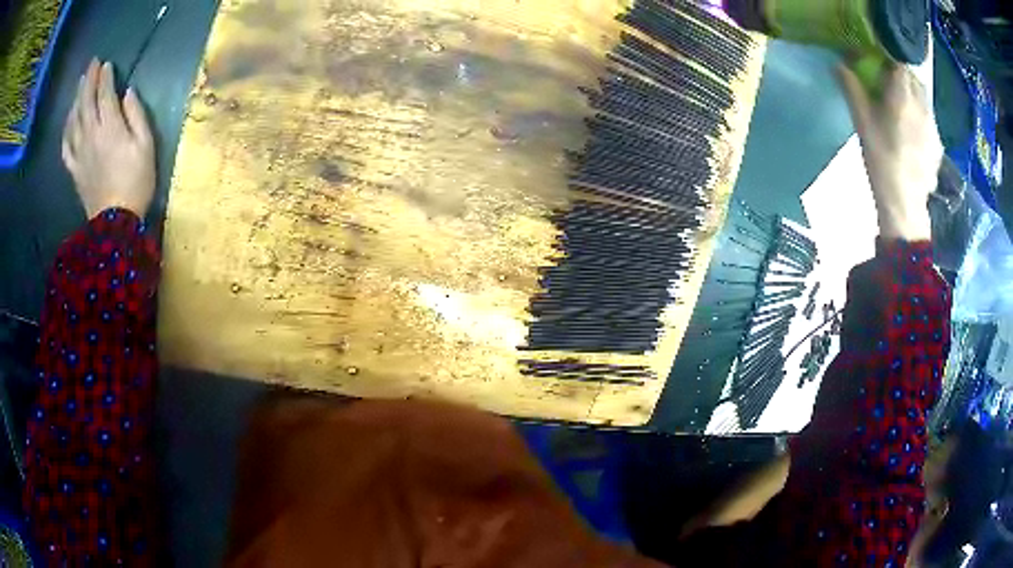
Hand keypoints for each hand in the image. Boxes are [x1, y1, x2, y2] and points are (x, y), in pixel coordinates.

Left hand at [62, 59, 155, 218]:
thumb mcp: (146, 145)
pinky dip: (66, 129)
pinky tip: (69, 120)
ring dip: (76, 99)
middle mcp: (90, 135)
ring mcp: (79, 152)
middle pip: (86, 101)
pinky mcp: (74, 168)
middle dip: (89, 80)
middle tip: (92, 63)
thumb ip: (137, 115)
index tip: (106, 64)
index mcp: (109, 127)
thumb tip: (128, 93)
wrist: (114, 223)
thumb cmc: (136, 181)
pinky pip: (66, 145)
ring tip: (79, 84)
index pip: (105, 94)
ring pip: (74, 119)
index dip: (105, 77)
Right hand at [838, 63, 942, 241]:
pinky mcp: (937, 143)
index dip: (888, 56)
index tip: (877, 60)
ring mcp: (933, 125)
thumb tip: (839, 63)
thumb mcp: (862, 122)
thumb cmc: (882, 159)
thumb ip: (852, 88)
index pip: (899, 60)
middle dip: (901, 74)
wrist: (905, 204)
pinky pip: (928, 118)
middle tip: (888, 83)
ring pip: (923, 97)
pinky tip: (912, 131)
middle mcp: (922, 104)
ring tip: (901, 108)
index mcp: (903, 94)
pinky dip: (920, 115)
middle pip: (913, 77)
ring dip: (912, 94)